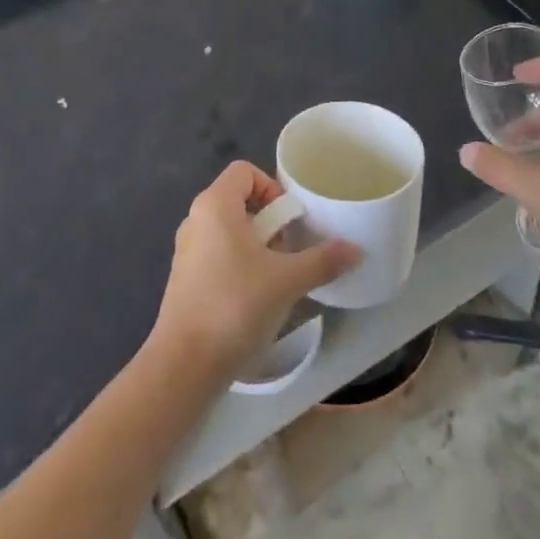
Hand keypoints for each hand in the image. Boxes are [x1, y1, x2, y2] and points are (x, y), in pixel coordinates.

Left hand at [150, 162, 359, 378]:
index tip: (290, 220)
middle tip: (289, 251)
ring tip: (277, 278)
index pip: (245, 171)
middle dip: (270, 221)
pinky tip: (255, 299)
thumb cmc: (235, 306)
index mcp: (215, 205)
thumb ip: (322, 260)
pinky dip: (239, 266)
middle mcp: (195, 219)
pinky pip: (217, 256)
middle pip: (239, 201)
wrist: (184, 367)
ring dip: (257, 246)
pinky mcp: (184, 280)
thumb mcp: (287, 281)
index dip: (272, 187)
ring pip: (229, 231)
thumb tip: (356, 249)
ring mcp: (186, 251)